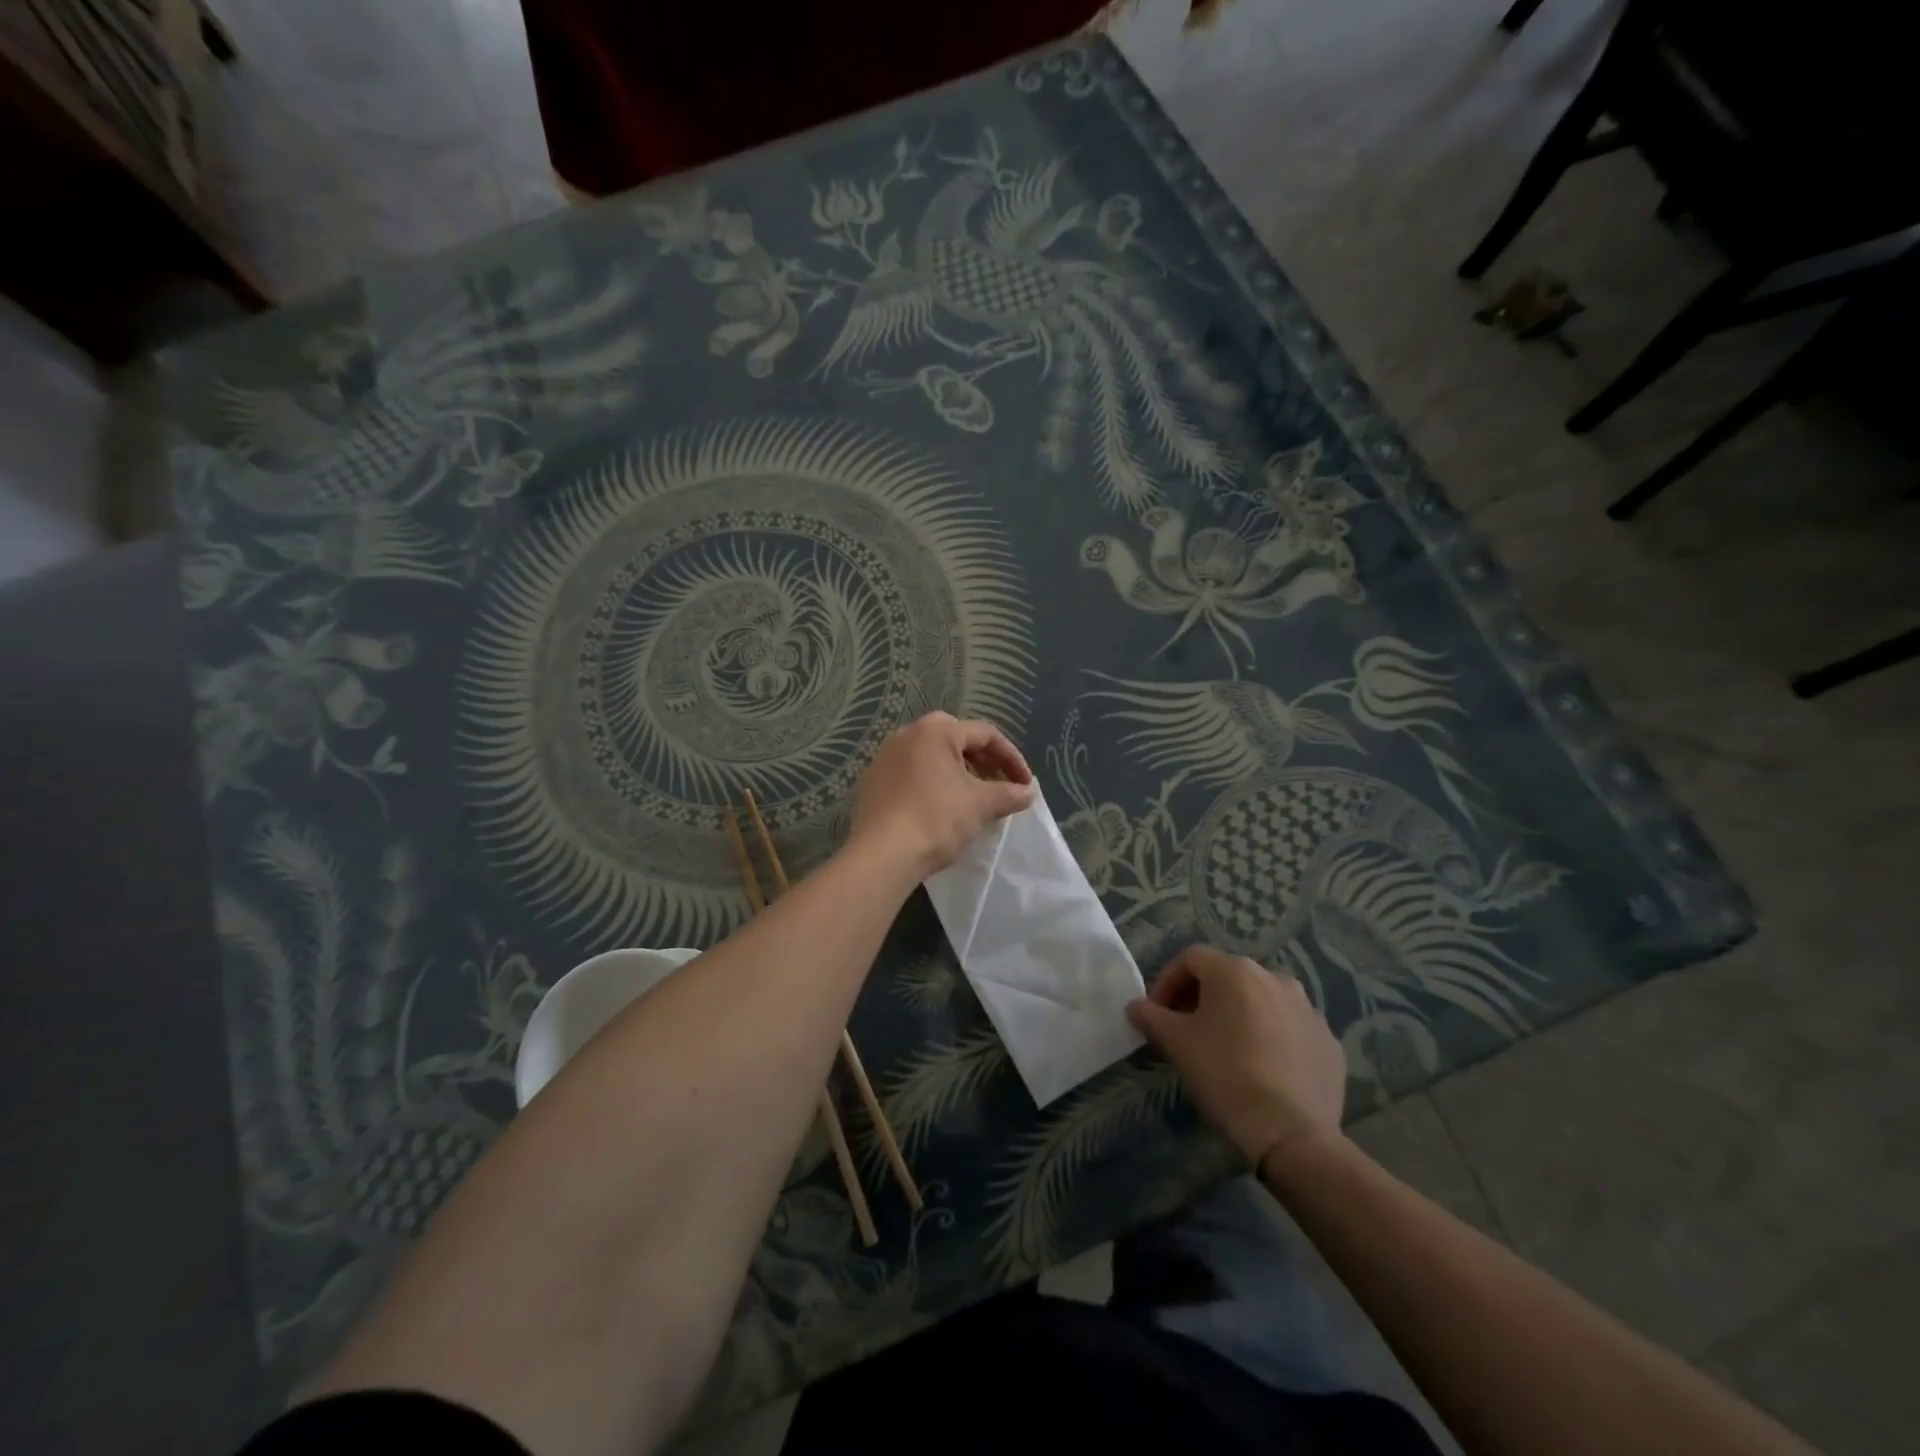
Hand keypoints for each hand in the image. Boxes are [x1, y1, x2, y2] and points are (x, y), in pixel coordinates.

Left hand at [850, 712, 1035, 877]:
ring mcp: (885, 757)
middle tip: (999, 785)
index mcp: (936, 731)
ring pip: (932, 757)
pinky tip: (941, 809)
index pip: (985, 734)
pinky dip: (933, 784)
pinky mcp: (873, 781)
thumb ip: (1009, 794)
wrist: (882, 854)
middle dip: (983, 762)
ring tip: (973, 799)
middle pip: (957, 740)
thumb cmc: (936, 819)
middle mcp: (907, 734)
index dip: (1011, 758)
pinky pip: (912, 774)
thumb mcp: (981, 805)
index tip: (1025, 784)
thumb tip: (1028, 792)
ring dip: (958, 773)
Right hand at [1126, 945, 1346, 1172]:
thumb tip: (1135, 1006)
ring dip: (1238, 1015)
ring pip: (1261, 1000)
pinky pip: (1290, 1028)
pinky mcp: (1329, 1041)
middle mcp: (1275, 977)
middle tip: (1186, 1030)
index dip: (1167, 982)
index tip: (1157, 1014)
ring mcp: (1308, 1009)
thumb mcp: (1176, 1044)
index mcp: (1236, 971)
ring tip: (1226, 1048)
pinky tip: (1262, 1069)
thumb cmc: (1225, 1075)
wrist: (1293, 1135)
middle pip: (1228, 976)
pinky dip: (1271, 1037)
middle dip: (1202, 998)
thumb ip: (1150, 1017)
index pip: (1190, 959)